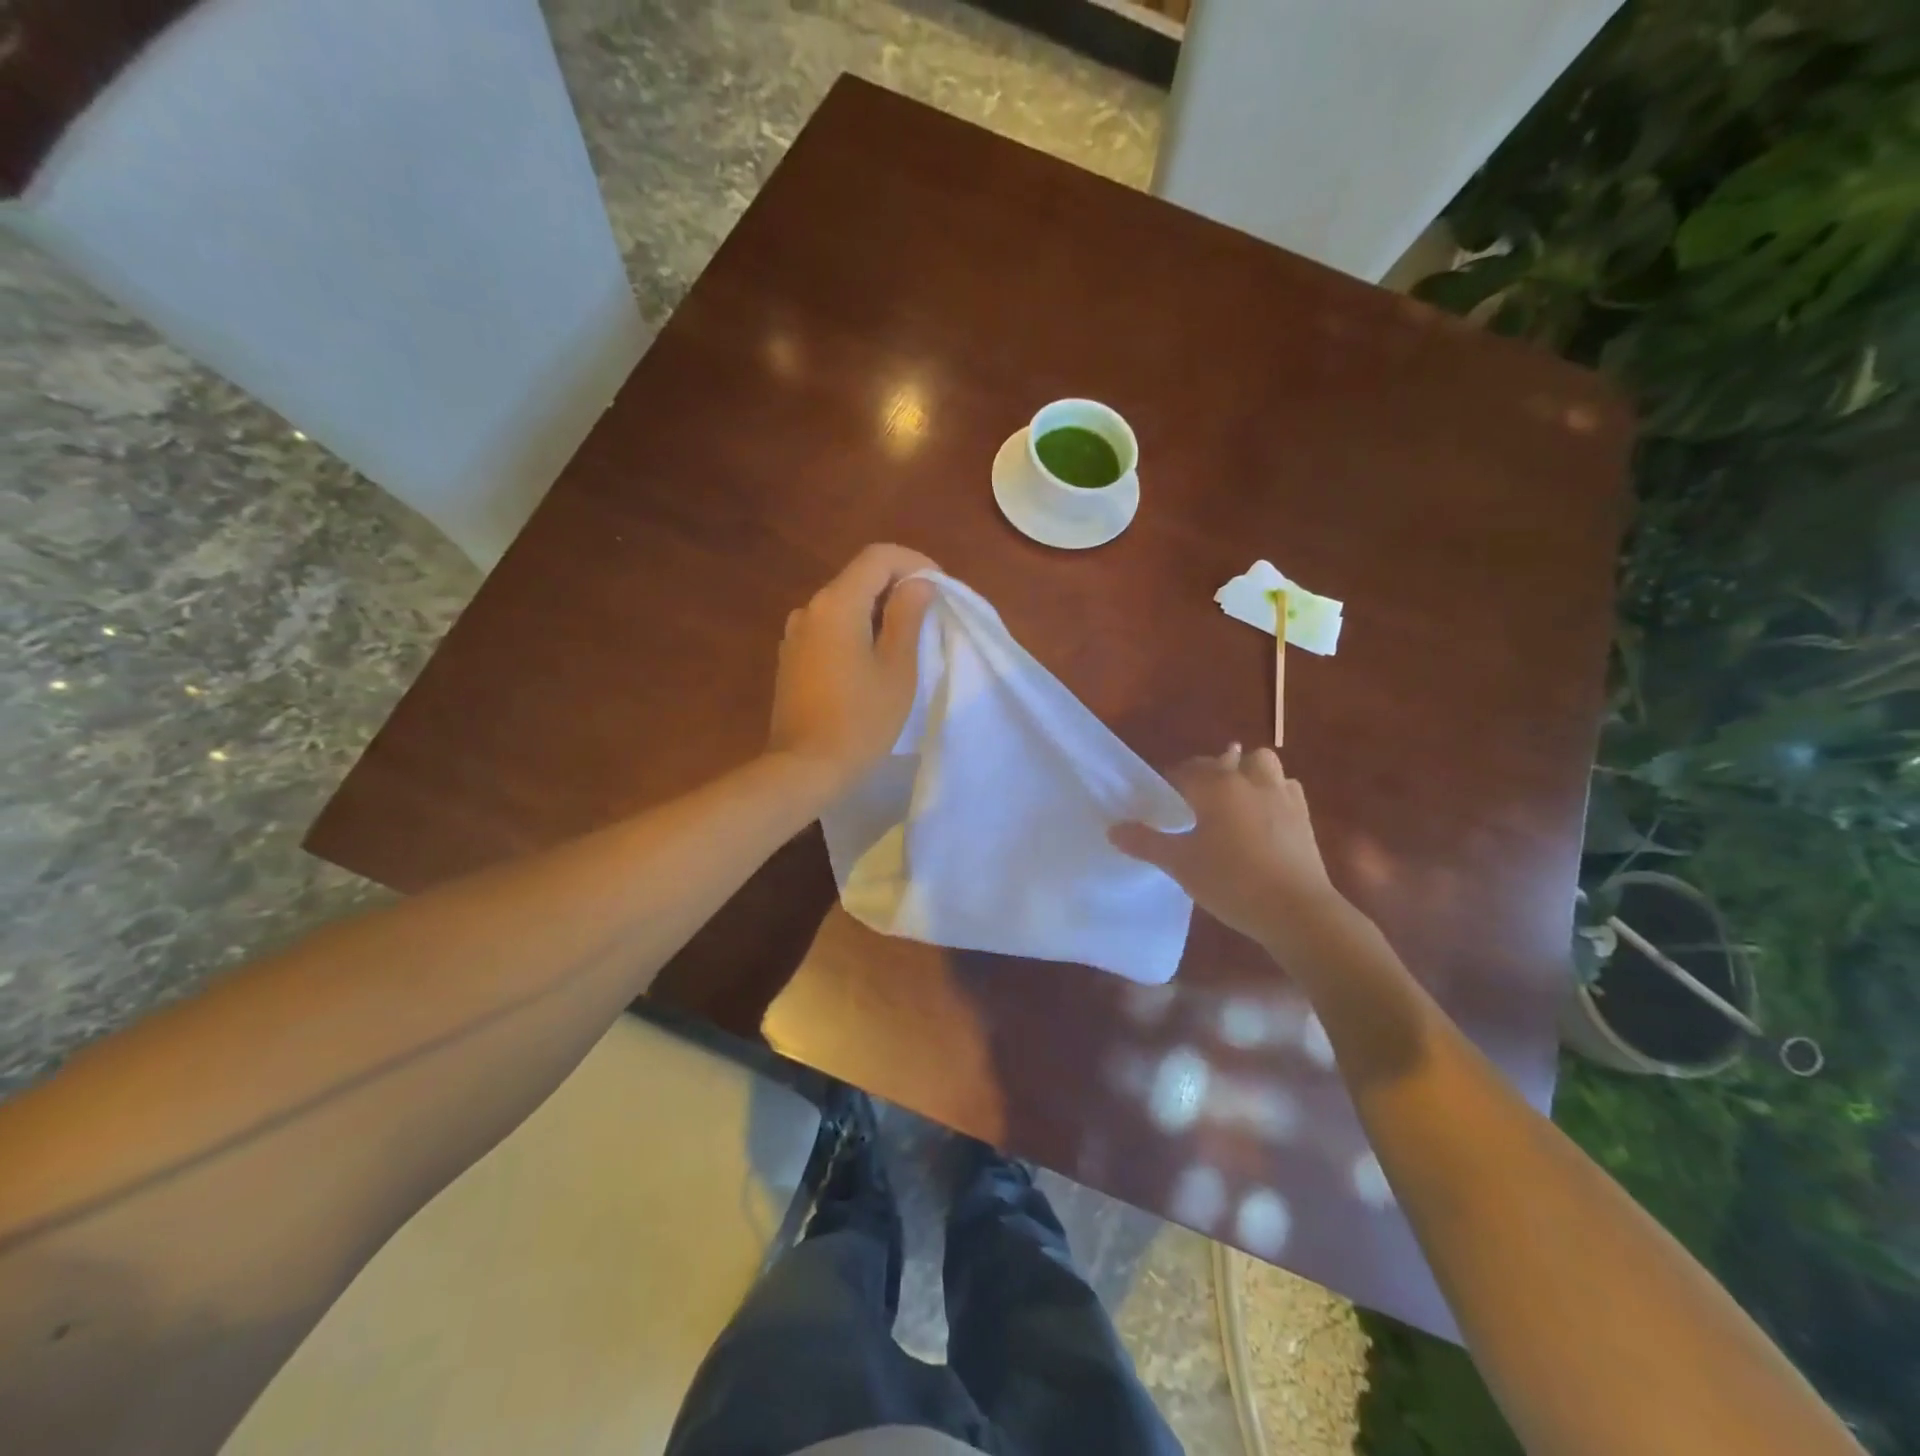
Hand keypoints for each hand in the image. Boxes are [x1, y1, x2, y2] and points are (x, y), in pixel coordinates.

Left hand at [768, 543, 937, 796]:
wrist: (805, 768)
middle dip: (897, 587)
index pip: (878, 557)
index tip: (939, 587)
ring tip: (905, 639)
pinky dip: (855, 630)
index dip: (914, 563)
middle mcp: (809, 608)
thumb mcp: (897, 668)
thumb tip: (917, 585)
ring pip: (843, 604)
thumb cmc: (860, 719)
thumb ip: (908, 617)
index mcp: (836, 604)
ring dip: (876, 610)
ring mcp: (795, 634)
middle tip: (930, 614)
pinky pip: (829, 628)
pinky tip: (872, 659)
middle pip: (858, 578)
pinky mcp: (791, 658)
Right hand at [1109, 745, 1344, 946]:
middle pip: (1223, 760)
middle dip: (1206, 773)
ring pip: (1260, 763)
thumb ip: (1146, 842)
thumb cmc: (1231, 881)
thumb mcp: (1180, 864)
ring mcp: (1281, 794)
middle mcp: (1248, 779)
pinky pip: (1284, 787)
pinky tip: (1263, 815)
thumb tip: (1113, 829)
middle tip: (1193, 802)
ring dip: (1245, 772)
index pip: (1184, 771)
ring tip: (1233, 797)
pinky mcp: (1303, 814)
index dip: (1169, 784)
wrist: (1296, 910)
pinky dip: (1272, 792)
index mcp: (1215, 785)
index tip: (1160, 804)